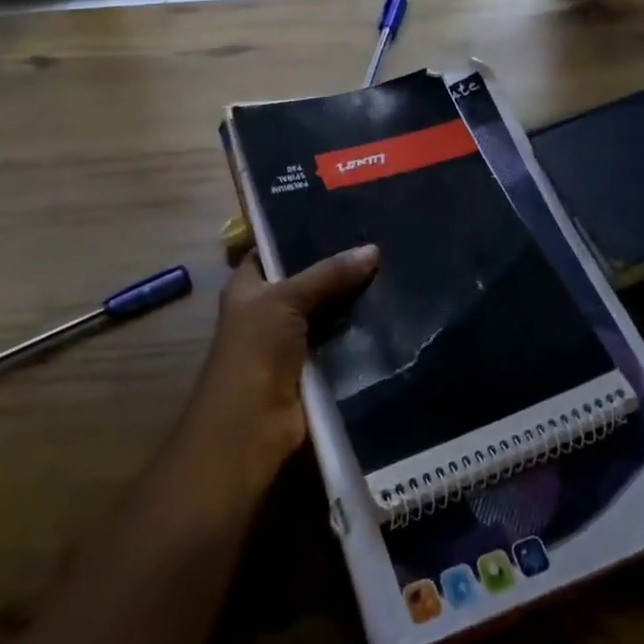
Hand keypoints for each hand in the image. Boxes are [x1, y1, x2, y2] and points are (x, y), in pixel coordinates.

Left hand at [185, 245, 379, 490]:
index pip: (275, 249)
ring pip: (330, 310)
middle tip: (379, 240)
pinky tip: (394, 310)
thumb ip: (328, 273)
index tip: (342, 214)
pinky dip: (363, 331)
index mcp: (248, 287)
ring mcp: (293, 342)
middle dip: (339, 266)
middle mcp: (268, 311)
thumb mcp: (286, 299)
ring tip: (395, 269)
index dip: (302, 232)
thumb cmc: (255, 351)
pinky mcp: (316, 369)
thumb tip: (373, 249)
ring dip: (355, 299)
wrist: (252, 429)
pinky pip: (343, 341)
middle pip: (309, 280)